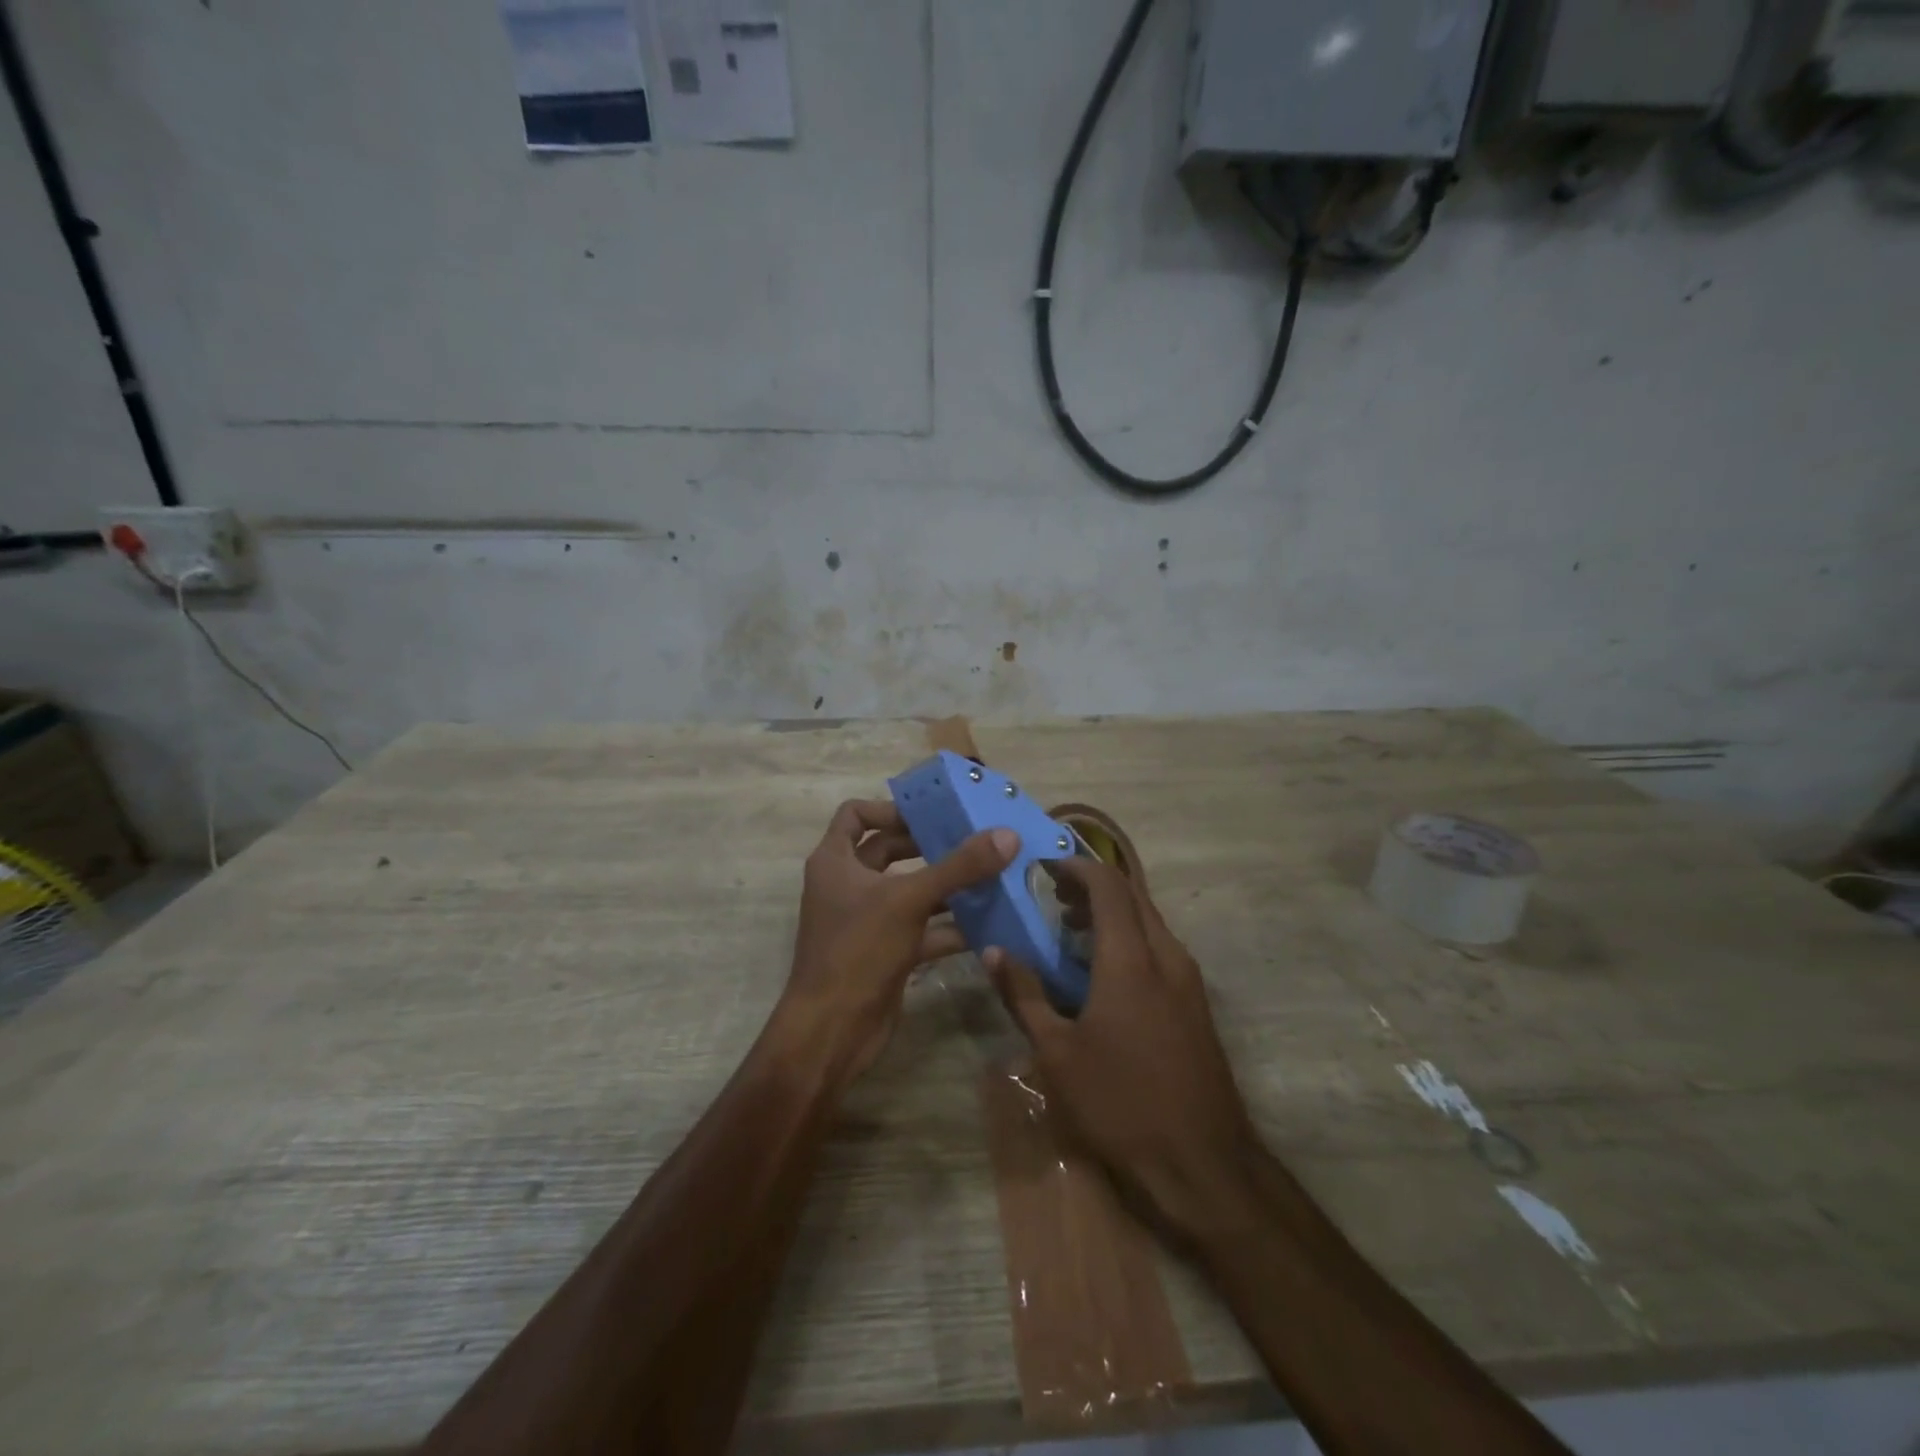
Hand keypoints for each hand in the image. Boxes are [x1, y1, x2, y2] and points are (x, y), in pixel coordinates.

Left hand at [781, 799, 1016, 1081]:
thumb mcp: (909, 900)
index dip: (891, 809)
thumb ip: (959, 867)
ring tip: (990, 876)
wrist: (832, 1032)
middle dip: (929, 846)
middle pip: (889, 851)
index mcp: (835, 861)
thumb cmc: (858, 951)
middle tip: (973, 840)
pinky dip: (950, 925)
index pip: (856, 815)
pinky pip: (921, 928)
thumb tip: (1007, 836)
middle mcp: (847, 885)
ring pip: (910, 891)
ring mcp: (866, 921)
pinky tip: (988, 924)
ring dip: (946, 885)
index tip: (931, 815)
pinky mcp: (886, 952)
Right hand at [985, 858, 1254, 1242]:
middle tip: (1051, 895)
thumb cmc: (1120, 1103)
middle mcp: (1166, 956)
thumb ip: (1024, 994)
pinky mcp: (1196, 1003)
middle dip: (1092, 885)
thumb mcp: (1057, 1053)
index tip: (1043, 867)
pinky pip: (1159, 948)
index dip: (1075, 867)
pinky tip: (1102, 971)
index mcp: (1131, 959)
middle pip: (1133, 896)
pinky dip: (1129, 938)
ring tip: (1070, 928)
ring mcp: (1187, 980)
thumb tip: (994, 952)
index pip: (1108, 886)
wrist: (1203, 1162)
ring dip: (1112, 912)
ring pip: (1148, 921)